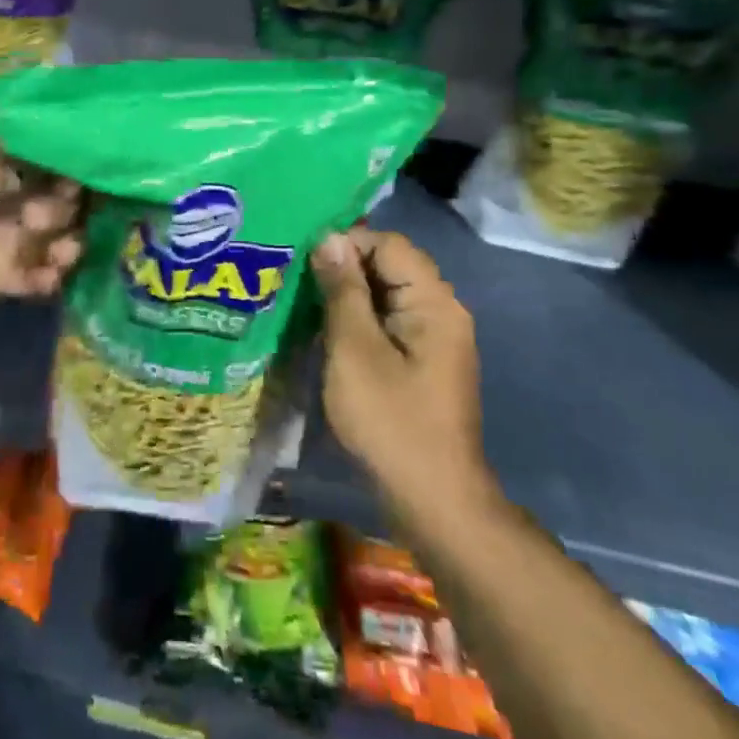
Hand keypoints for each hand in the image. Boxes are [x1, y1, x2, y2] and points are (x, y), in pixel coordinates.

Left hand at [0, 115, 82, 316]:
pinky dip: (51, 273)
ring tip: (58, 247)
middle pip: (60, 194)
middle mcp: (3, 190)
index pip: (50, 153)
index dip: (73, 159)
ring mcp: (3, 233)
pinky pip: (40, 273)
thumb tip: (76, 127)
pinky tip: (48, 271)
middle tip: (50, 209)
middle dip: (70, 201)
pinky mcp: (0, 273)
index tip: (89, 165)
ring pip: (56, 234)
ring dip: (67, 240)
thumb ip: (32, 129)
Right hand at [313, 228, 498, 523]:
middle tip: (297, 281)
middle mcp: (442, 311)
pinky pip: (389, 322)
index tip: (304, 261)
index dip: (347, 243)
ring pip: (386, 295)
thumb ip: (342, 290)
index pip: (389, 244)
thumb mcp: (354, 350)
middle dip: (344, 268)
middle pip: (390, 266)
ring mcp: (435, 339)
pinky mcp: (423, 362)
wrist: (433, 500)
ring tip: (304, 302)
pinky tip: (327, 332)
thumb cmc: (390, 420)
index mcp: (434, 302)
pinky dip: (359, 320)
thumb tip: (330, 238)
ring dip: (348, 295)